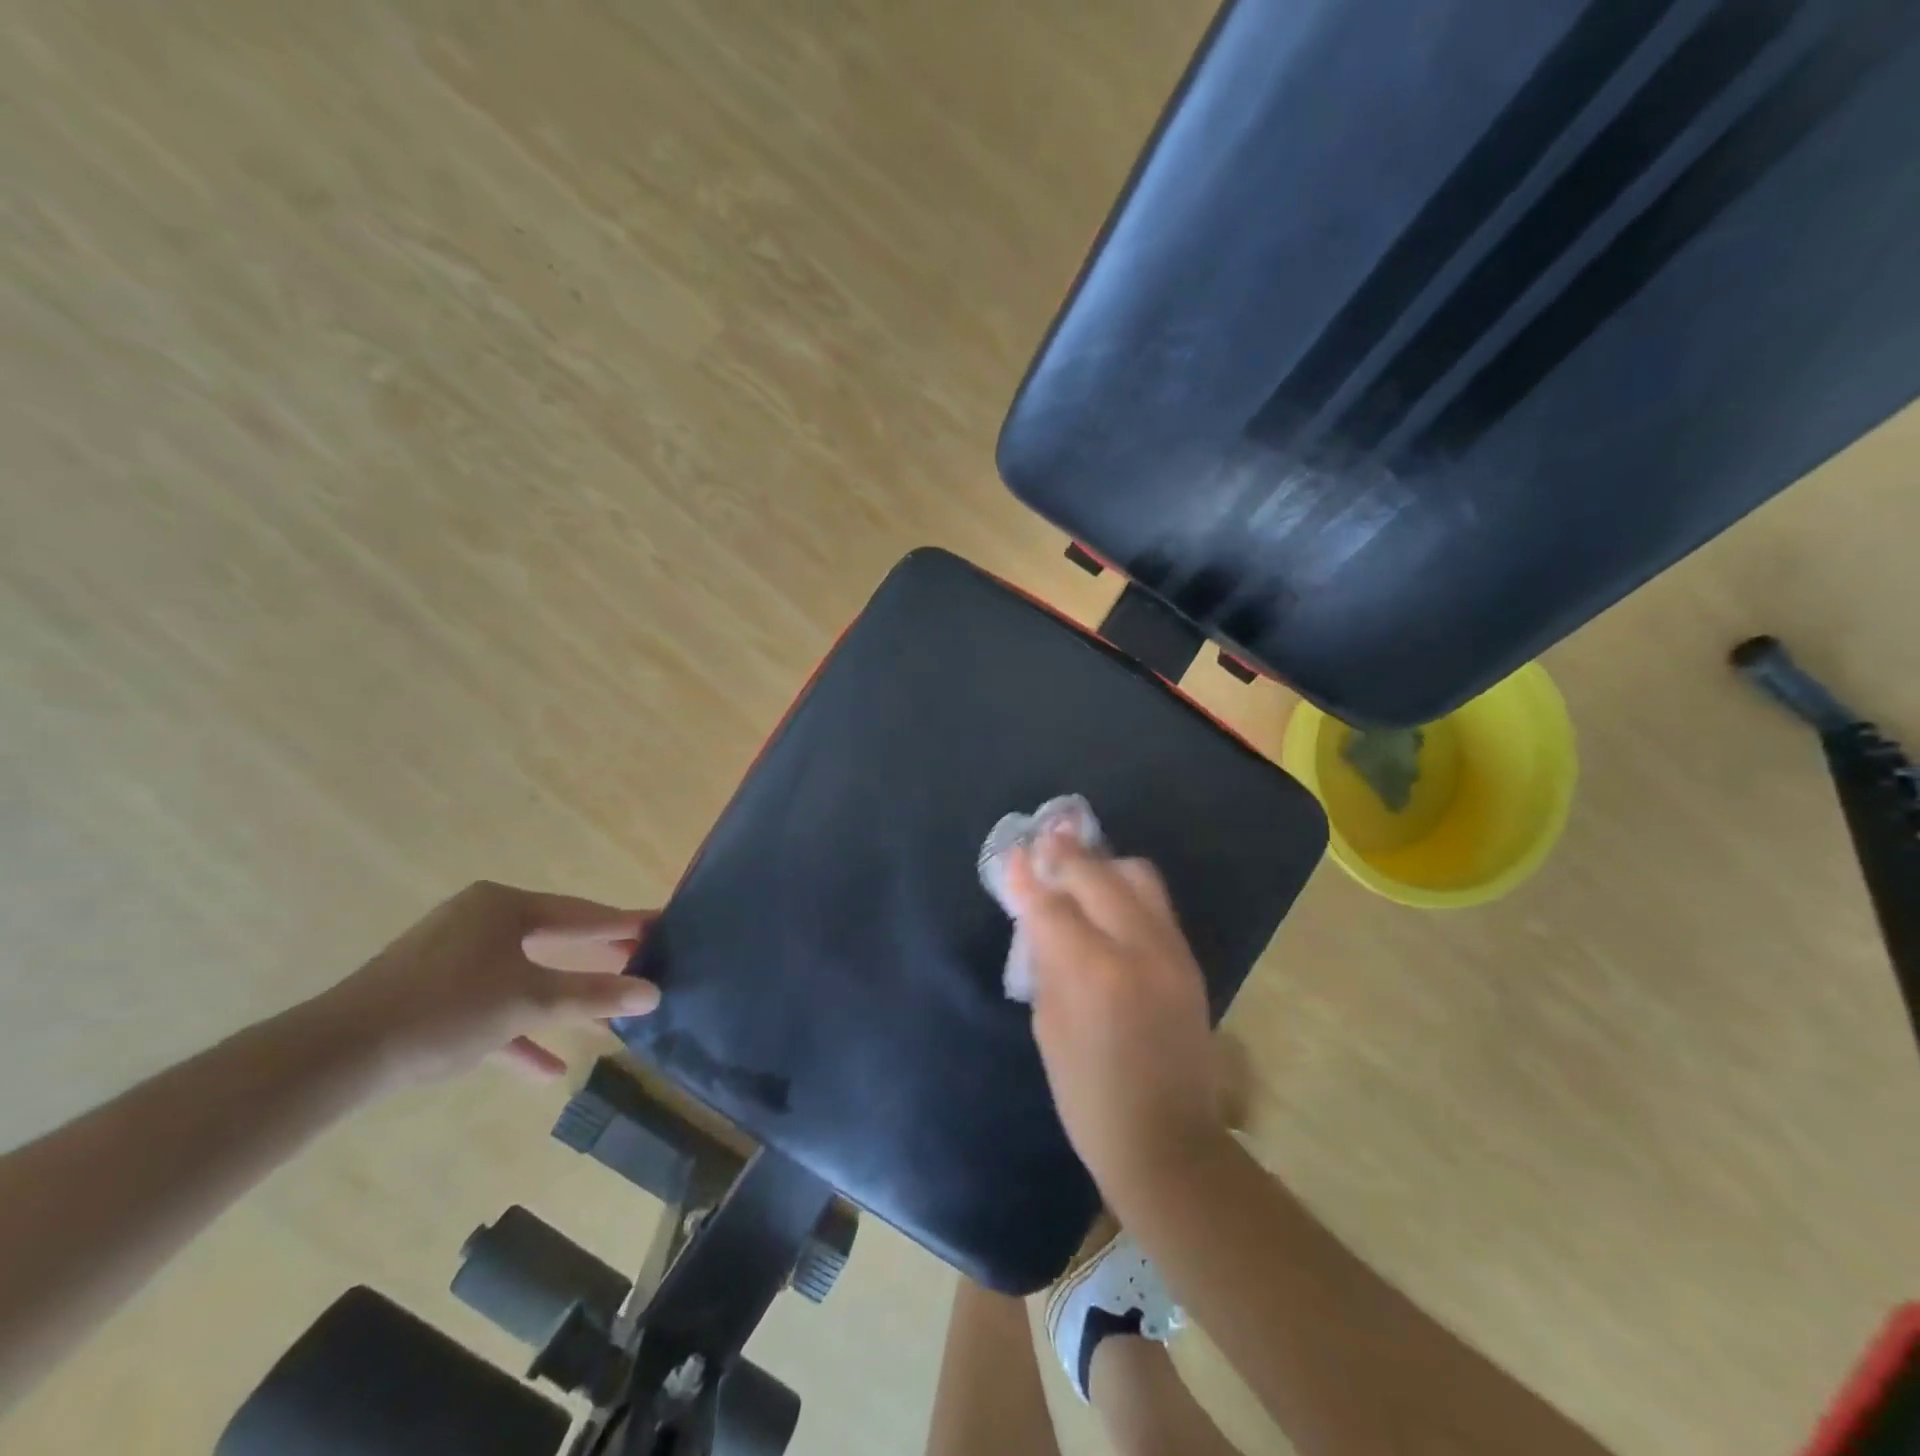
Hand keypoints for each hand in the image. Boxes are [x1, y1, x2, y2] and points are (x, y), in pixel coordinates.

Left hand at [311, 880, 661, 1086]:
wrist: (333, 1058)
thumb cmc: (445, 1010)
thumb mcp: (529, 1000)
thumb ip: (593, 996)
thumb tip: (654, 993)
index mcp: (503, 906)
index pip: (580, 914)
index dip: (623, 924)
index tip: (660, 926)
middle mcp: (479, 921)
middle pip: (553, 941)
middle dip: (594, 963)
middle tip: (639, 965)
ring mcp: (451, 958)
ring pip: (523, 976)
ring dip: (560, 1002)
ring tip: (604, 1021)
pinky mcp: (431, 996)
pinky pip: (489, 1007)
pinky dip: (517, 1032)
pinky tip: (546, 1067)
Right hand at [1004, 832, 1224, 1197]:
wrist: (1168, 1141)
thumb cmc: (1088, 1097)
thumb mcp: (1048, 1028)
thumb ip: (1046, 961)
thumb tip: (1039, 915)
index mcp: (1093, 973)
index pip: (1052, 905)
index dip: (1028, 876)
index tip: (1012, 853)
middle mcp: (1137, 948)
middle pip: (1097, 875)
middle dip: (1064, 854)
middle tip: (1042, 840)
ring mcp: (1170, 950)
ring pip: (1136, 875)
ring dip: (1102, 864)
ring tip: (1077, 867)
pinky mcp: (1188, 958)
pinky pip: (1154, 901)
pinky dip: (1125, 887)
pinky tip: (1105, 896)